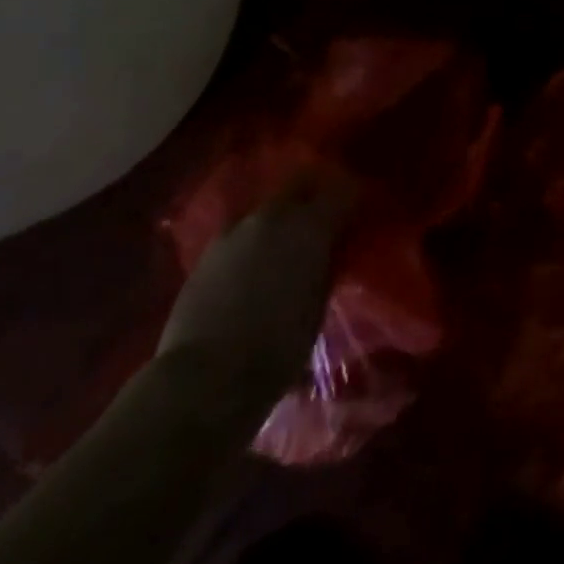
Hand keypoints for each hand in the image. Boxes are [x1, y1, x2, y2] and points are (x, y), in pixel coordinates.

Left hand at [158, 166, 357, 396]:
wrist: (205, 378)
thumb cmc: (277, 348)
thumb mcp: (318, 305)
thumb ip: (325, 266)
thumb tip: (328, 251)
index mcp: (309, 226)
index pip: (343, 191)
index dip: (354, 199)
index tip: (359, 212)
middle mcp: (273, 216)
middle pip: (300, 184)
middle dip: (315, 194)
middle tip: (324, 217)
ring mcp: (235, 231)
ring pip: (268, 208)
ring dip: (282, 217)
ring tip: (286, 244)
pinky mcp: (207, 252)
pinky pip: (242, 232)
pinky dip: (255, 240)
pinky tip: (256, 264)